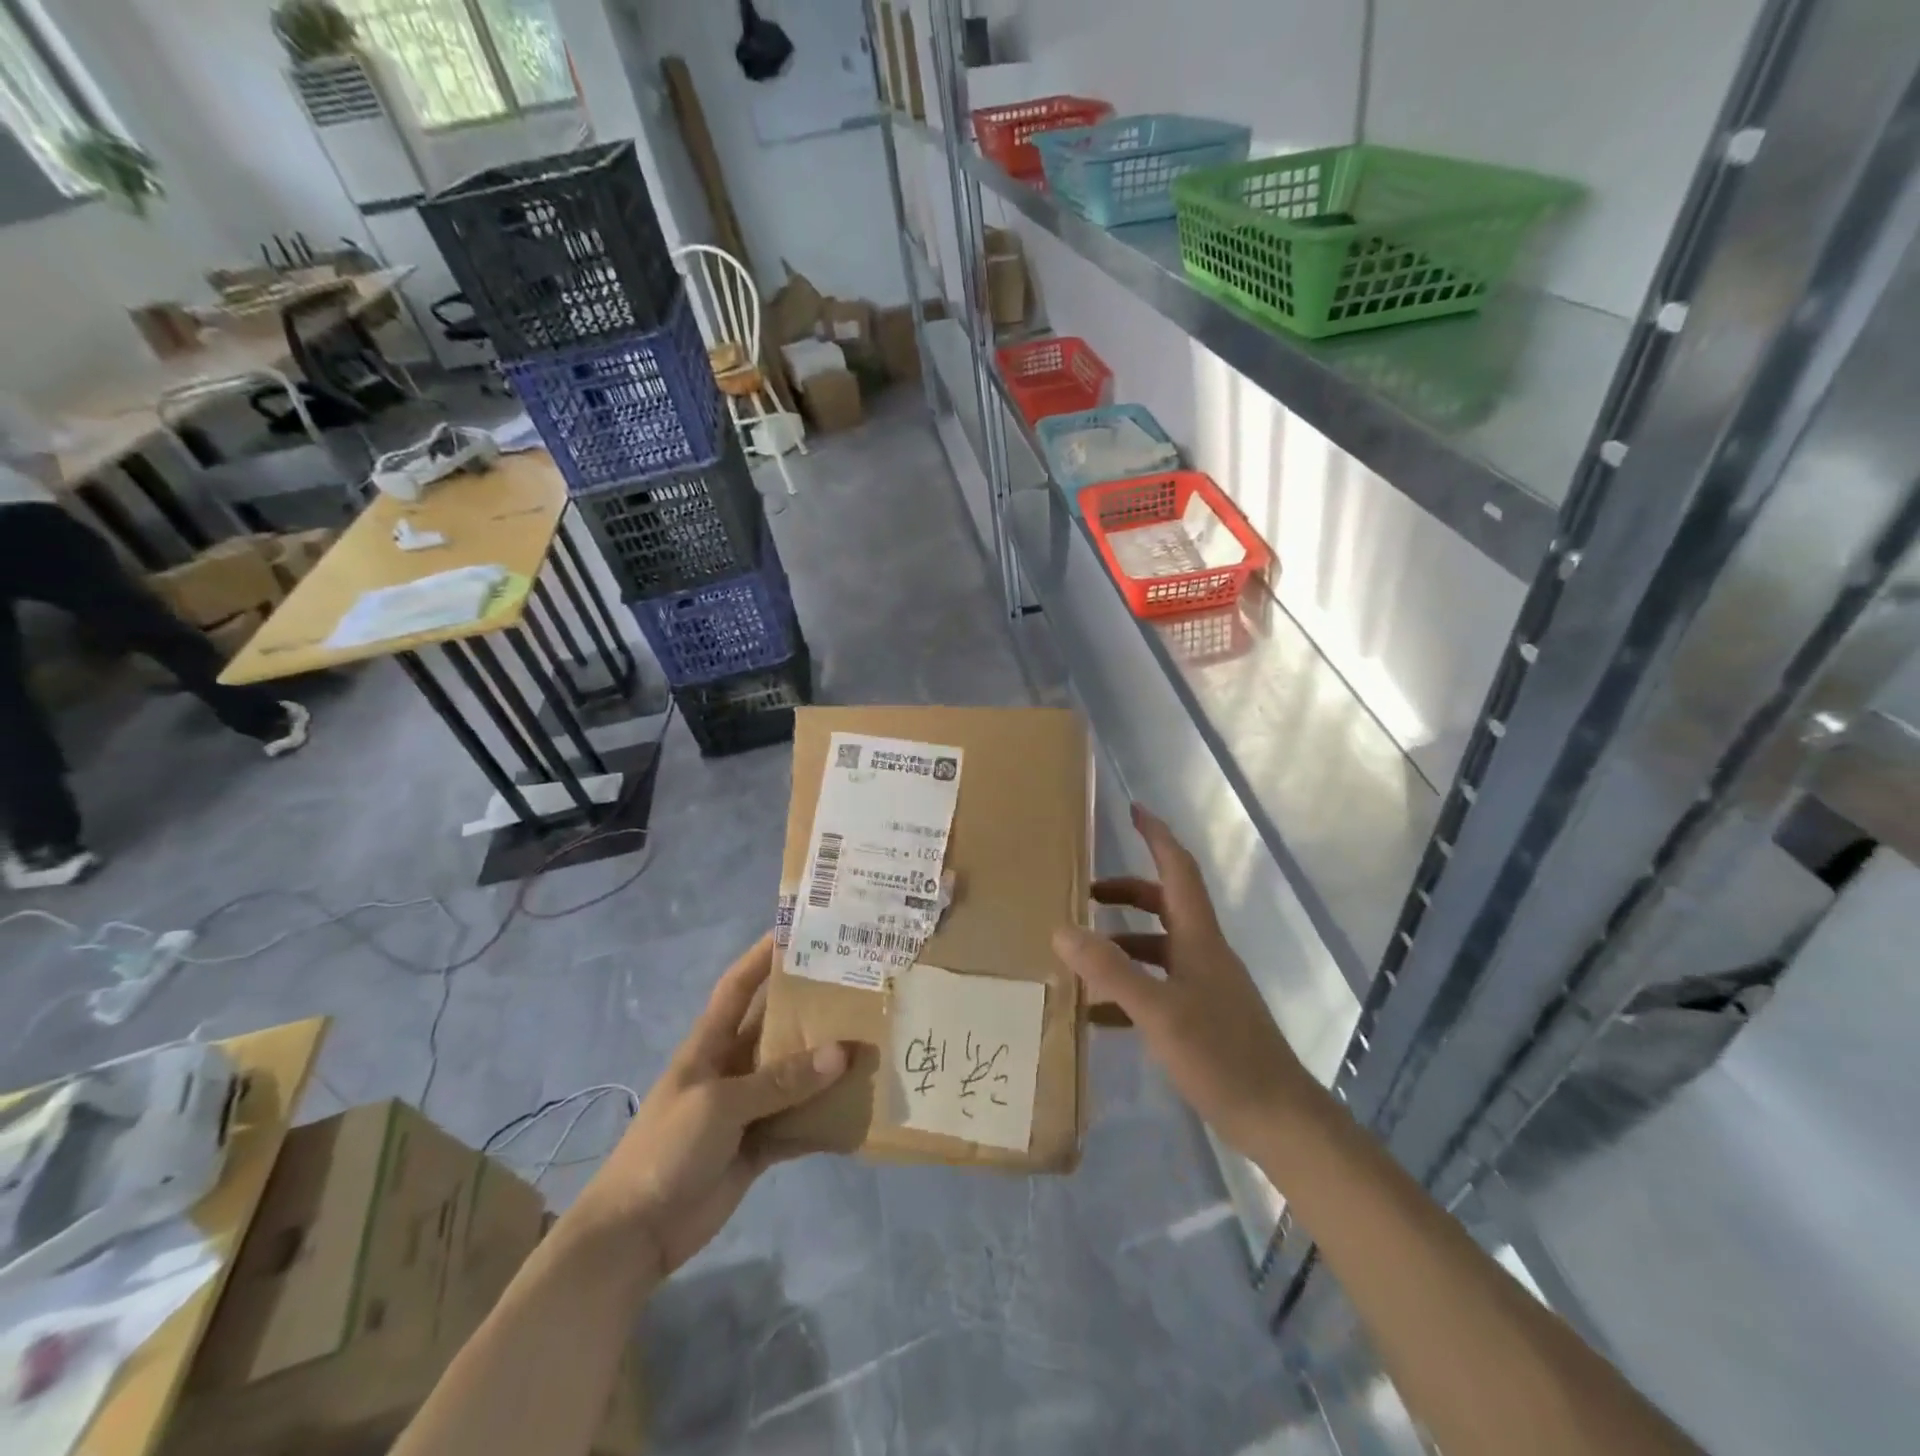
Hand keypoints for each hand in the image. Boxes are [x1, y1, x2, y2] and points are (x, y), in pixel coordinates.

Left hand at [571, 934, 847, 1281]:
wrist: (634, 1234)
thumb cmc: (667, 1148)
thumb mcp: (720, 1103)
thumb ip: (781, 1079)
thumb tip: (843, 1052)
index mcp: (710, 1044)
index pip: (738, 986)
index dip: (762, 956)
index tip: (798, 929)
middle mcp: (732, 1067)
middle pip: (777, 1026)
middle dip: (811, 1006)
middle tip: (858, 984)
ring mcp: (747, 1107)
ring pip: (795, 1074)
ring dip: (826, 1063)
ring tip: (872, 1040)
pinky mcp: (759, 1144)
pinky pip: (800, 1122)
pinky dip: (825, 1116)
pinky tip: (859, 1106)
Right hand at [1052, 804, 1314, 1156]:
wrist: (1278, 1119)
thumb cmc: (1221, 1055)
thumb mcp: (1157, 1011)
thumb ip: (1109, 970)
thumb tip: (1061, 930)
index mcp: (1199, 938)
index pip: (1178, 870)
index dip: (1157, 836)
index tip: (1134, 810)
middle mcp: (1204, 954)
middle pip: (1165, 905)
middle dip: (1127, 892)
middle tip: (1086, 894)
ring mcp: (1206, 987)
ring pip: (1159, 948)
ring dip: (1123, 944)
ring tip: (1082, 958)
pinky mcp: (1204, 1018)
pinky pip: (1159, 987)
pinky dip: (1128, 989)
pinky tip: (1098, 1014)